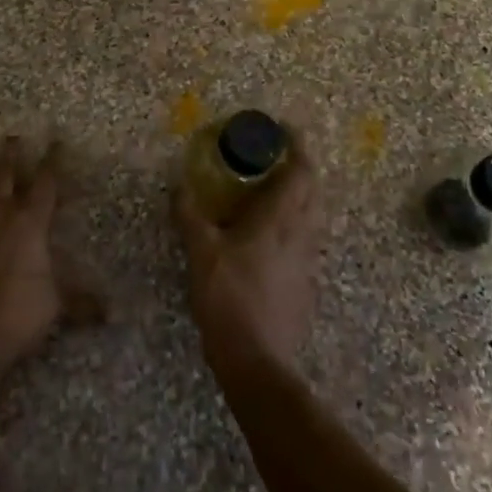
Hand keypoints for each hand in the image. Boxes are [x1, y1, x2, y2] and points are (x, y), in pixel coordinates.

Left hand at [0, 137, 63, 373]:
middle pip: (4, 175)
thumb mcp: (58, 305)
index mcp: (30, 222)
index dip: (53, 160)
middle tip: (11, 136)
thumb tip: (112, 314)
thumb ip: (83, 303)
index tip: (57, 139)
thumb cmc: (19, 312)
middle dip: (10, 154)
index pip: (46, 182)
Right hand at [175, 153, 321, 377]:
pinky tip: (274, 239)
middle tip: (278, 159)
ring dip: (302, 197)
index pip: (301, 172)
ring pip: (314, 218)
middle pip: (314, 191)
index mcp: (278, 220)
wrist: (257, 361)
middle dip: (302, 169)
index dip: (298, 146)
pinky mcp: (307, 285)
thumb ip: (189, 215)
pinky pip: (308, 242)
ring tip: (276, 193)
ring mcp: (308, 262)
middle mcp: (301, 235)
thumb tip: (177, 184)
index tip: (286, 130)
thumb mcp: (200, 253)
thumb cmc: (228, 298)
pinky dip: (296, 227)